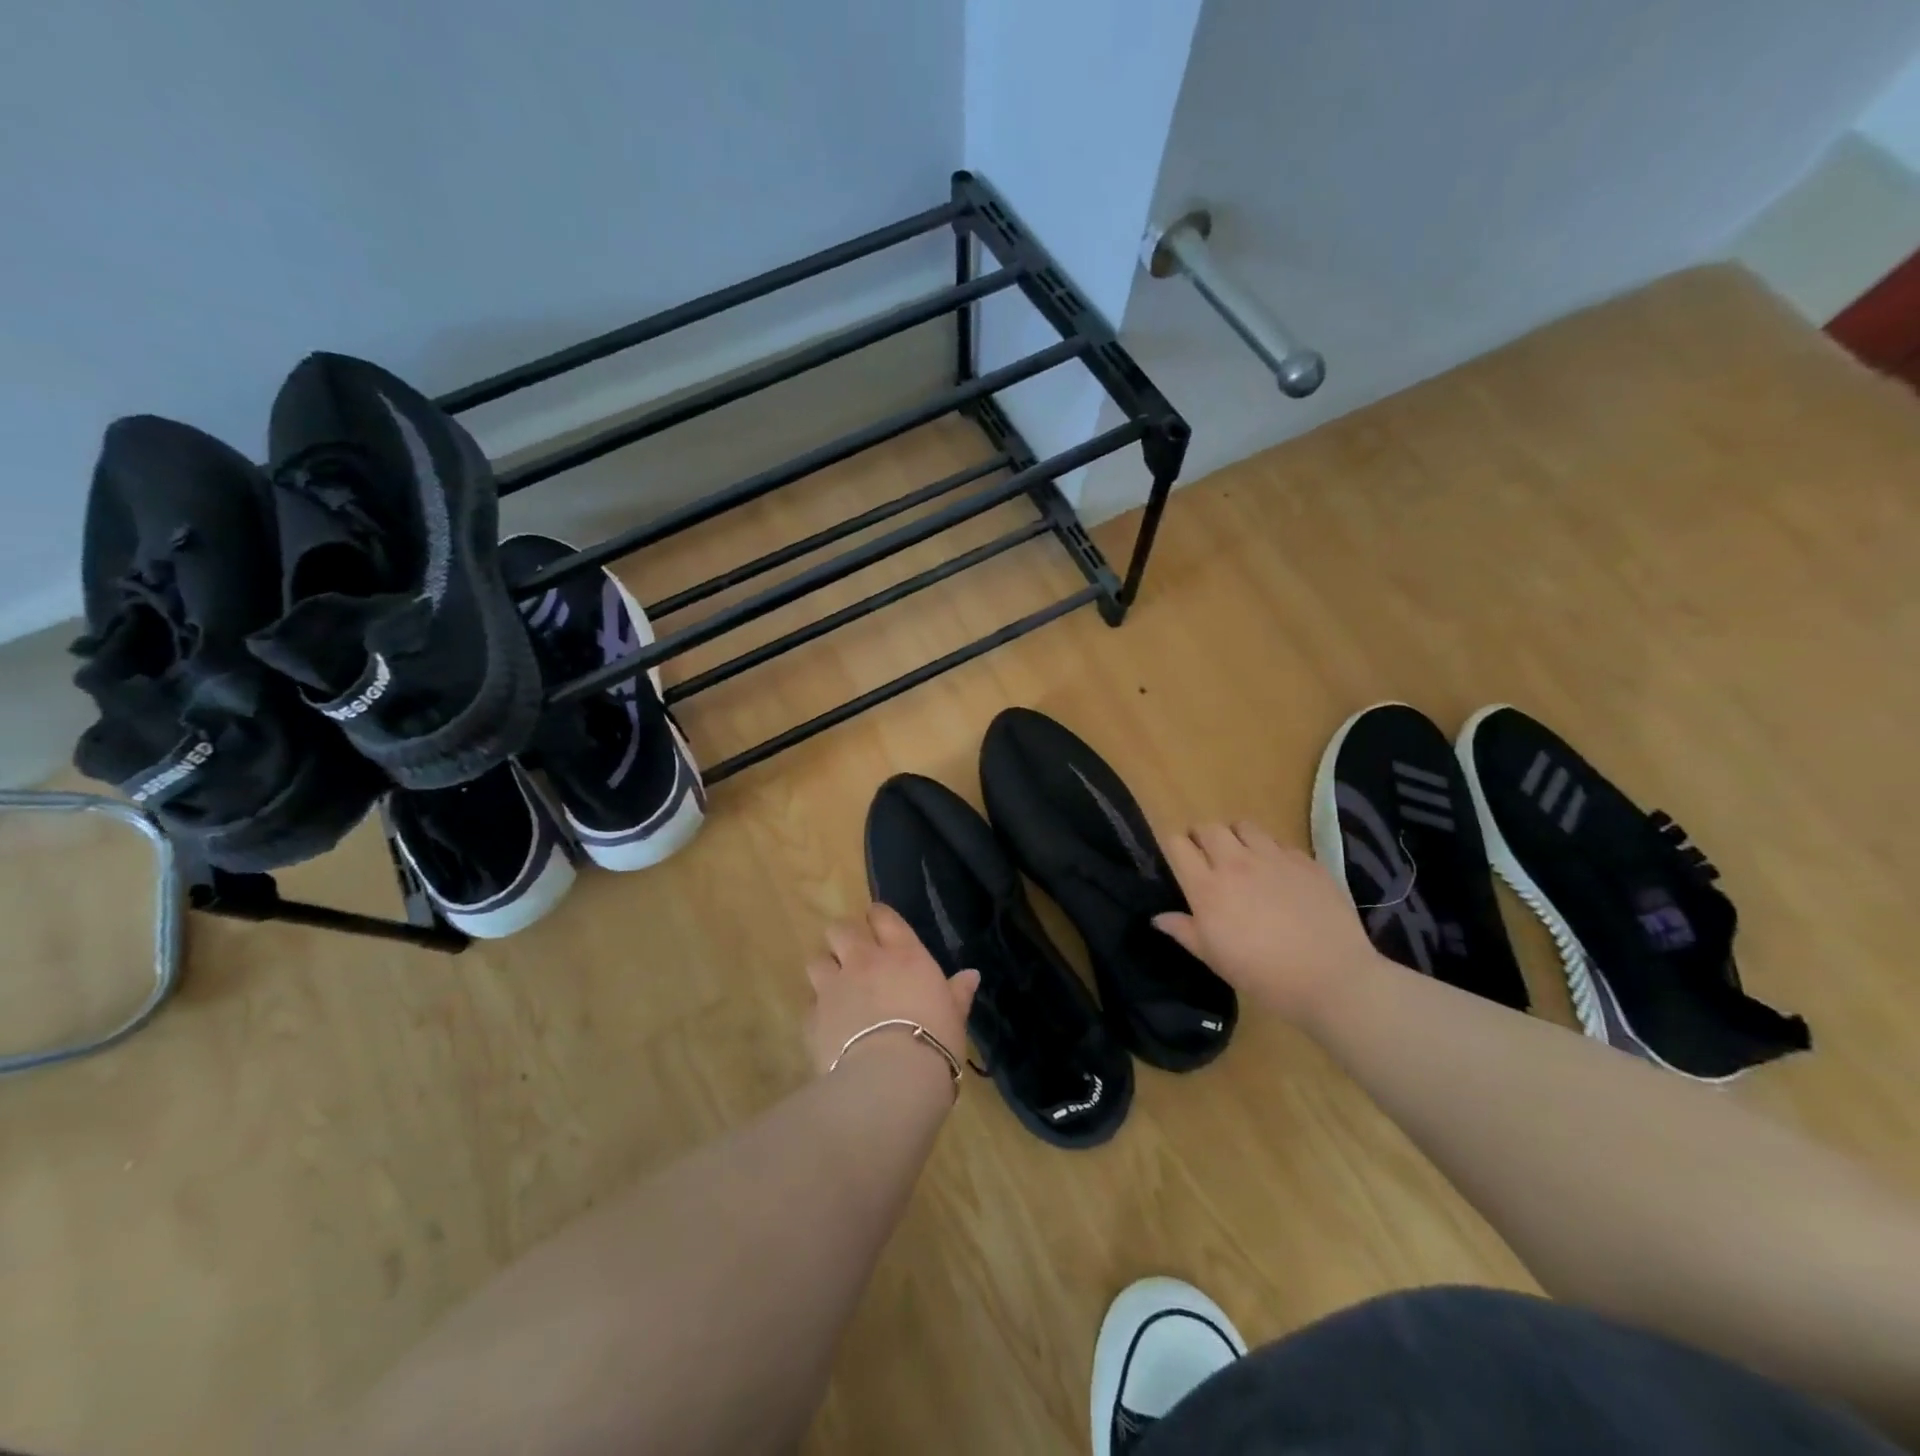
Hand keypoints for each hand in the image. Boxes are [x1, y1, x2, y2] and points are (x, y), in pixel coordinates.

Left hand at [804, 903, 979, 1081]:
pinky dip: (818, 1008)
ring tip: (836, 987)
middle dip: (844, 938)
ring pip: (817, 960)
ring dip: (826, 969)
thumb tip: (971, 975)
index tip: (879, 926)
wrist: (890, 1080)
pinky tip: (829, 1024)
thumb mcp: (955, 1017)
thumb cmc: (934, 1042)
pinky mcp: (813, 1017)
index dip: (878, 918)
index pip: (883, 916)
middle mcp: (865, 961)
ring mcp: (834, 987)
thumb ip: (958, 993)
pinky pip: (810, 1002)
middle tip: (854, 956)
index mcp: (903, 955)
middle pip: (841, 929)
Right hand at [1153, 821, 1379, 1022]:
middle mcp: (1236, 863)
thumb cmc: (1263, 975)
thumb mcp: (1215, 959)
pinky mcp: (1306, 861)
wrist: (1331, 978)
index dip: (1174, 847)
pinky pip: (1280, 843)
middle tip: (1207, 857)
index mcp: (1207, 888)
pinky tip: (1279, 875)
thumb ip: (1184, 931)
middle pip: (1208, 828)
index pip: (1177, 844)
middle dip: (1201, 837)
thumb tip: (1158, 918)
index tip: (1179, 861)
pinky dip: (1272, 852)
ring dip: (1236, 837)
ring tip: (1242, 857)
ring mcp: (1273, 858)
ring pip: (1244, 826)